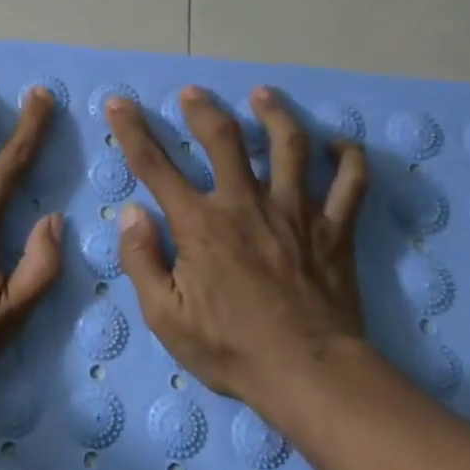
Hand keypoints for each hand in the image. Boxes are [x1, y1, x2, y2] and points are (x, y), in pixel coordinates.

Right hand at [105, 85, 369, 419]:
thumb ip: (141, 261)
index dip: (132, 130)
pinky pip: (350, 183)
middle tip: (194, 93)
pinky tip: (340, 144)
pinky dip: (349, 158)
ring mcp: (296, 212)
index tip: (119, 102)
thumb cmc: (232, 349)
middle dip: (204, 109)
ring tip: (263, 95)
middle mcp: (246, 204)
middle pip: (224, 139)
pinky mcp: (334, 229)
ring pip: (289, 146)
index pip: (155, 166)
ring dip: (275, 114)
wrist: (310, 376)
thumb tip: (131, 213)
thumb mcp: (166, 317)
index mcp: (201, 224)